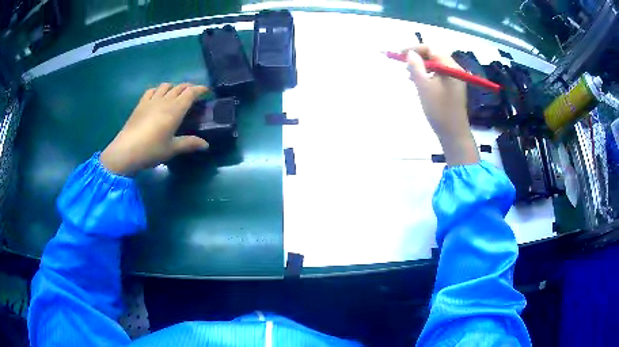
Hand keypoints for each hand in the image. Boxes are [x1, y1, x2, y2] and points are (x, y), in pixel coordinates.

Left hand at [101, 83, 209, 175]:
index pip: (191, 92)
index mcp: (175, 110)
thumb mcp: (172, 149)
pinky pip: (152, 90)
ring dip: (174, 87)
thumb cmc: (151, 150)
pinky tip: (158, 97)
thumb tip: (206, 145)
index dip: (201, 89)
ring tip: (176, 95)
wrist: (126, 151)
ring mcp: (151, 100)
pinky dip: (158, 90)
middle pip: (180, 87)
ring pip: (166, 85)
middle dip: (189, 88)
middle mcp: (165, 101)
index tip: (207, 92)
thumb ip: (189, 143)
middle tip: (194, 95)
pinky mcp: (141, 104)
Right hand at [405, 45, 479, 165]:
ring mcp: (455, 79)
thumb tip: (410, 53)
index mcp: (450, 67)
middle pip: (434, 56)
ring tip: (408, 74)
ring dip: (421, 67)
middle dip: (417, 57)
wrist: (453, 134)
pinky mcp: (452, 88)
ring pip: (435, 66)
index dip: (414, 48)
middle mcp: (455, 70)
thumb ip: (416, 67)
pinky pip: (438, 75)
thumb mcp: (424, 86)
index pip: (431, 48)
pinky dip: (427, 75)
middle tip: (403, 64)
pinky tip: (418, 82)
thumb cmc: (439, 110)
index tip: (399, 54)